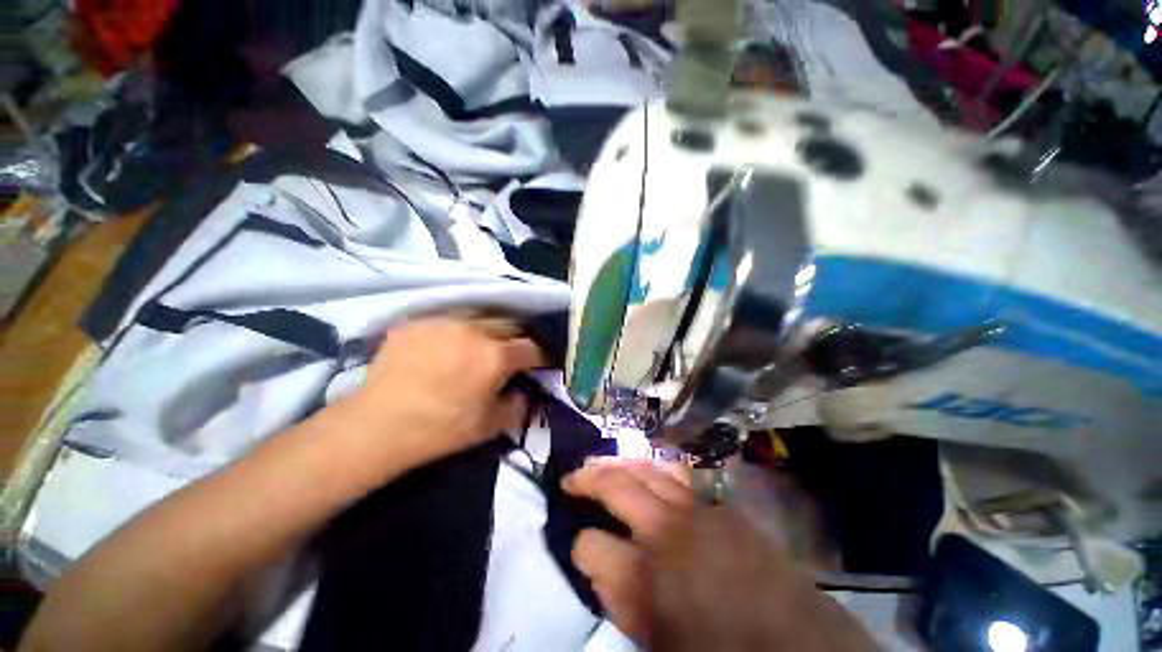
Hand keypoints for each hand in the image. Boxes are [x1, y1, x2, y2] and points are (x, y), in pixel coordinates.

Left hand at [339, 316, 544, 477]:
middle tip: (512, 354)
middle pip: (510, 324)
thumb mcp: (490, 426)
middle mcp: (475, 330)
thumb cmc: (440, 429)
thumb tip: (525, 391)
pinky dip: (457, 331)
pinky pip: (449, 319)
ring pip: (481, 316)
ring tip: (481, 345)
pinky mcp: (418, 322)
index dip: (541, 358)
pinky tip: (447, 347)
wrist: (377, 426)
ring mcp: (444, 321)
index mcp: (496, 356)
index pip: (532, 348)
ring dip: (490, 330)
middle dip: (518, 339)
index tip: (539, 365)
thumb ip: (518, 405)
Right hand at [565, 461, 878, 651]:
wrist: (797, 646)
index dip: (581, 545)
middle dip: (589, 476)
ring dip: (622, 463)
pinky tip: (649, 470)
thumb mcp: (659, 640)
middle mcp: (671, 526)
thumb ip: (620, 598)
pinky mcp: (722, 505)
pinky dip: (657, 467)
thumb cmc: (720, 649)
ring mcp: (699, 507)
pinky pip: (681, 474)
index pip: (593, 544)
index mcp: (652, 572)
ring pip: (648, 467)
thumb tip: (594, 558)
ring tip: (605, 463)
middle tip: (572, 476)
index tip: (579, 543)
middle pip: (619, 484)